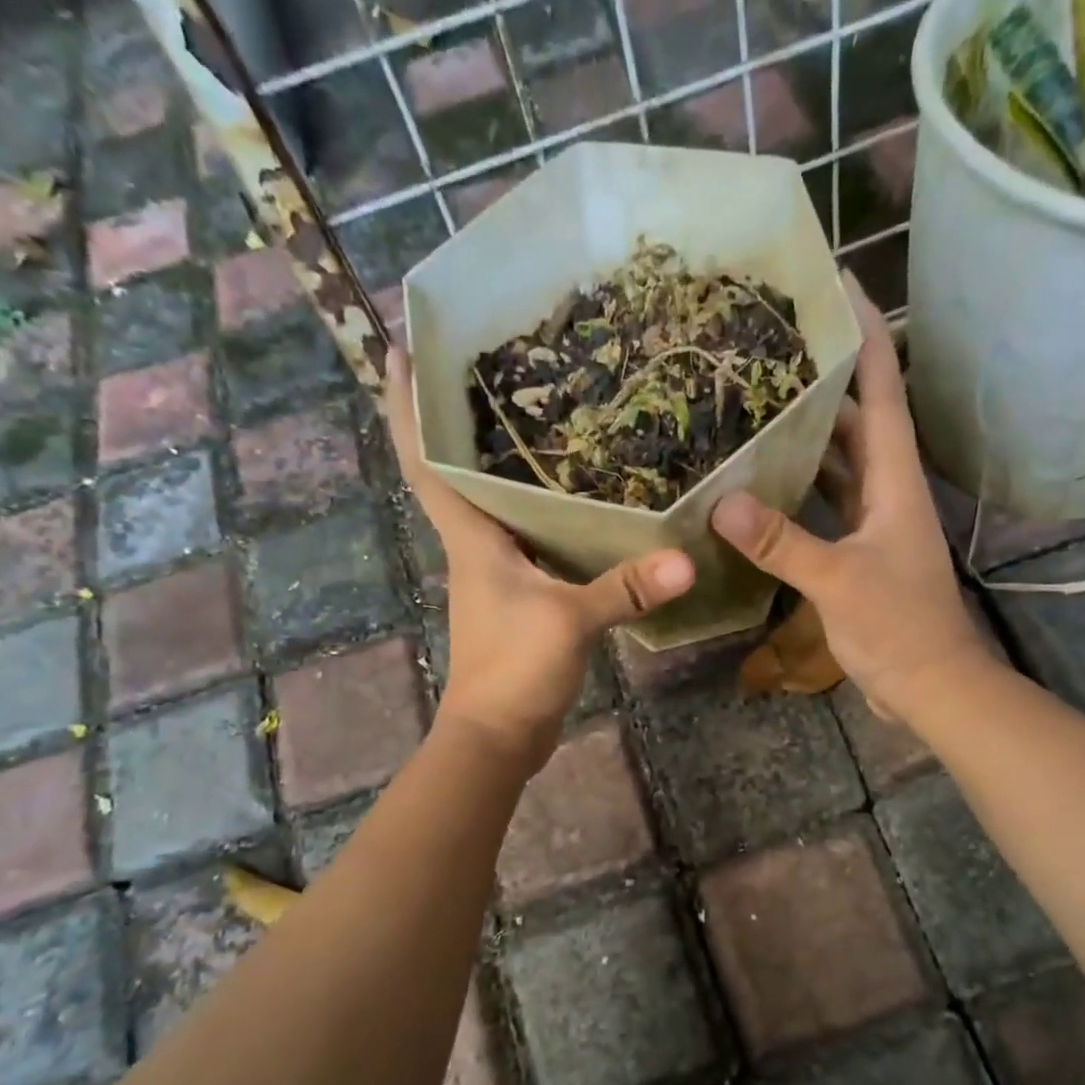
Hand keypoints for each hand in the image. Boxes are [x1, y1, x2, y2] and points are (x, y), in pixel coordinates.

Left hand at [386, 347, 694, 769]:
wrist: (496, 736)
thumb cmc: (512, 670)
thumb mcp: (569, 623)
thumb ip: (624, 590)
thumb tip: (685, 560)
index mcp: (471, 539)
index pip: (425, 461)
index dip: (407, 406)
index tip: (400, 348)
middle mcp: (475, 547)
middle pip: (456, 471)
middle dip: (457, 419)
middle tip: (484, 361)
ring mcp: (496, 574)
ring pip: (494, 505)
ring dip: (501, 464)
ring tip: (536, 413)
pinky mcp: (519, 598)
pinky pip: (527, 540)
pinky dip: (540, 514)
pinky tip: (574, 500)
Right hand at [710, 278, 979, 726]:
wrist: (932, 686)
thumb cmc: (899, 629)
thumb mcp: (839, 581)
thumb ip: (783, 543)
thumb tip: (722, 504)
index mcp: (895, 479)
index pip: (884, 389)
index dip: (865, 335)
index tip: (839, 284)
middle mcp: (887, 490)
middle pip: (857, 419)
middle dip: (823, 380)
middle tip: (771, 349)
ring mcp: (874, 523)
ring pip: (840, 463)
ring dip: (807, 436)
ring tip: (757, 405)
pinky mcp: (859, 554)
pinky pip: (826, 505)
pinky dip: (799, 491)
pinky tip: (761, 486)